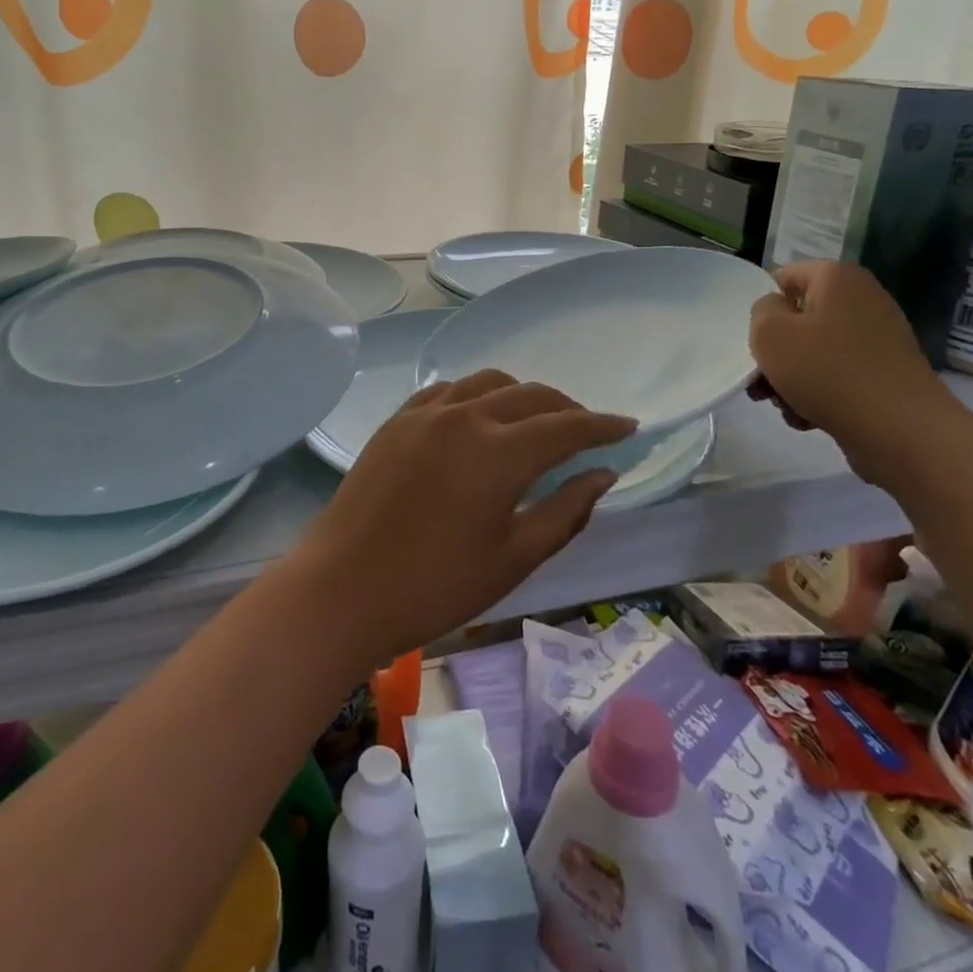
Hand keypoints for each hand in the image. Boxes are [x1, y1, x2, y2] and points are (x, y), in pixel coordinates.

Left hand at [284, 370, 637, 668]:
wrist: (343, 588)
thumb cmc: (436, 586)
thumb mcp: (513, 558)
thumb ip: (565, 510)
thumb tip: (602, 474)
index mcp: (499, 452)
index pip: (566, 426)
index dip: (602, 425)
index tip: (629, 426)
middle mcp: (465, 416)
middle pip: (531, 396)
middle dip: (567, 409)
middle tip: (586, 431)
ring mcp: (426, 413)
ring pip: (488, 382)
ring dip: (522, 395)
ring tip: (536, 421)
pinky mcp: (397, 420)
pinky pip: (448, 390)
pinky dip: (477, 396)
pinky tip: (479, 417)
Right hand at [747, 261, 955, 481]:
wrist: (900, 430)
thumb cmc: (826, 371)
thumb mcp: (770, 333)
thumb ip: (761, 311)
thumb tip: (777, 313)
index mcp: (837, 277)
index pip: (783, 278)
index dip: (762, 308)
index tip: (754, 340)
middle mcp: (862, 299)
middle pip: (798, 319)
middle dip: (774, 352)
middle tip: (761, 382)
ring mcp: (878, 337)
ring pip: (814, 350)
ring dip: (791, 377)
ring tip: (784, 406)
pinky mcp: (884, 372)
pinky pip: (837, 374)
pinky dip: (818, 392)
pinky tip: (809, 418)